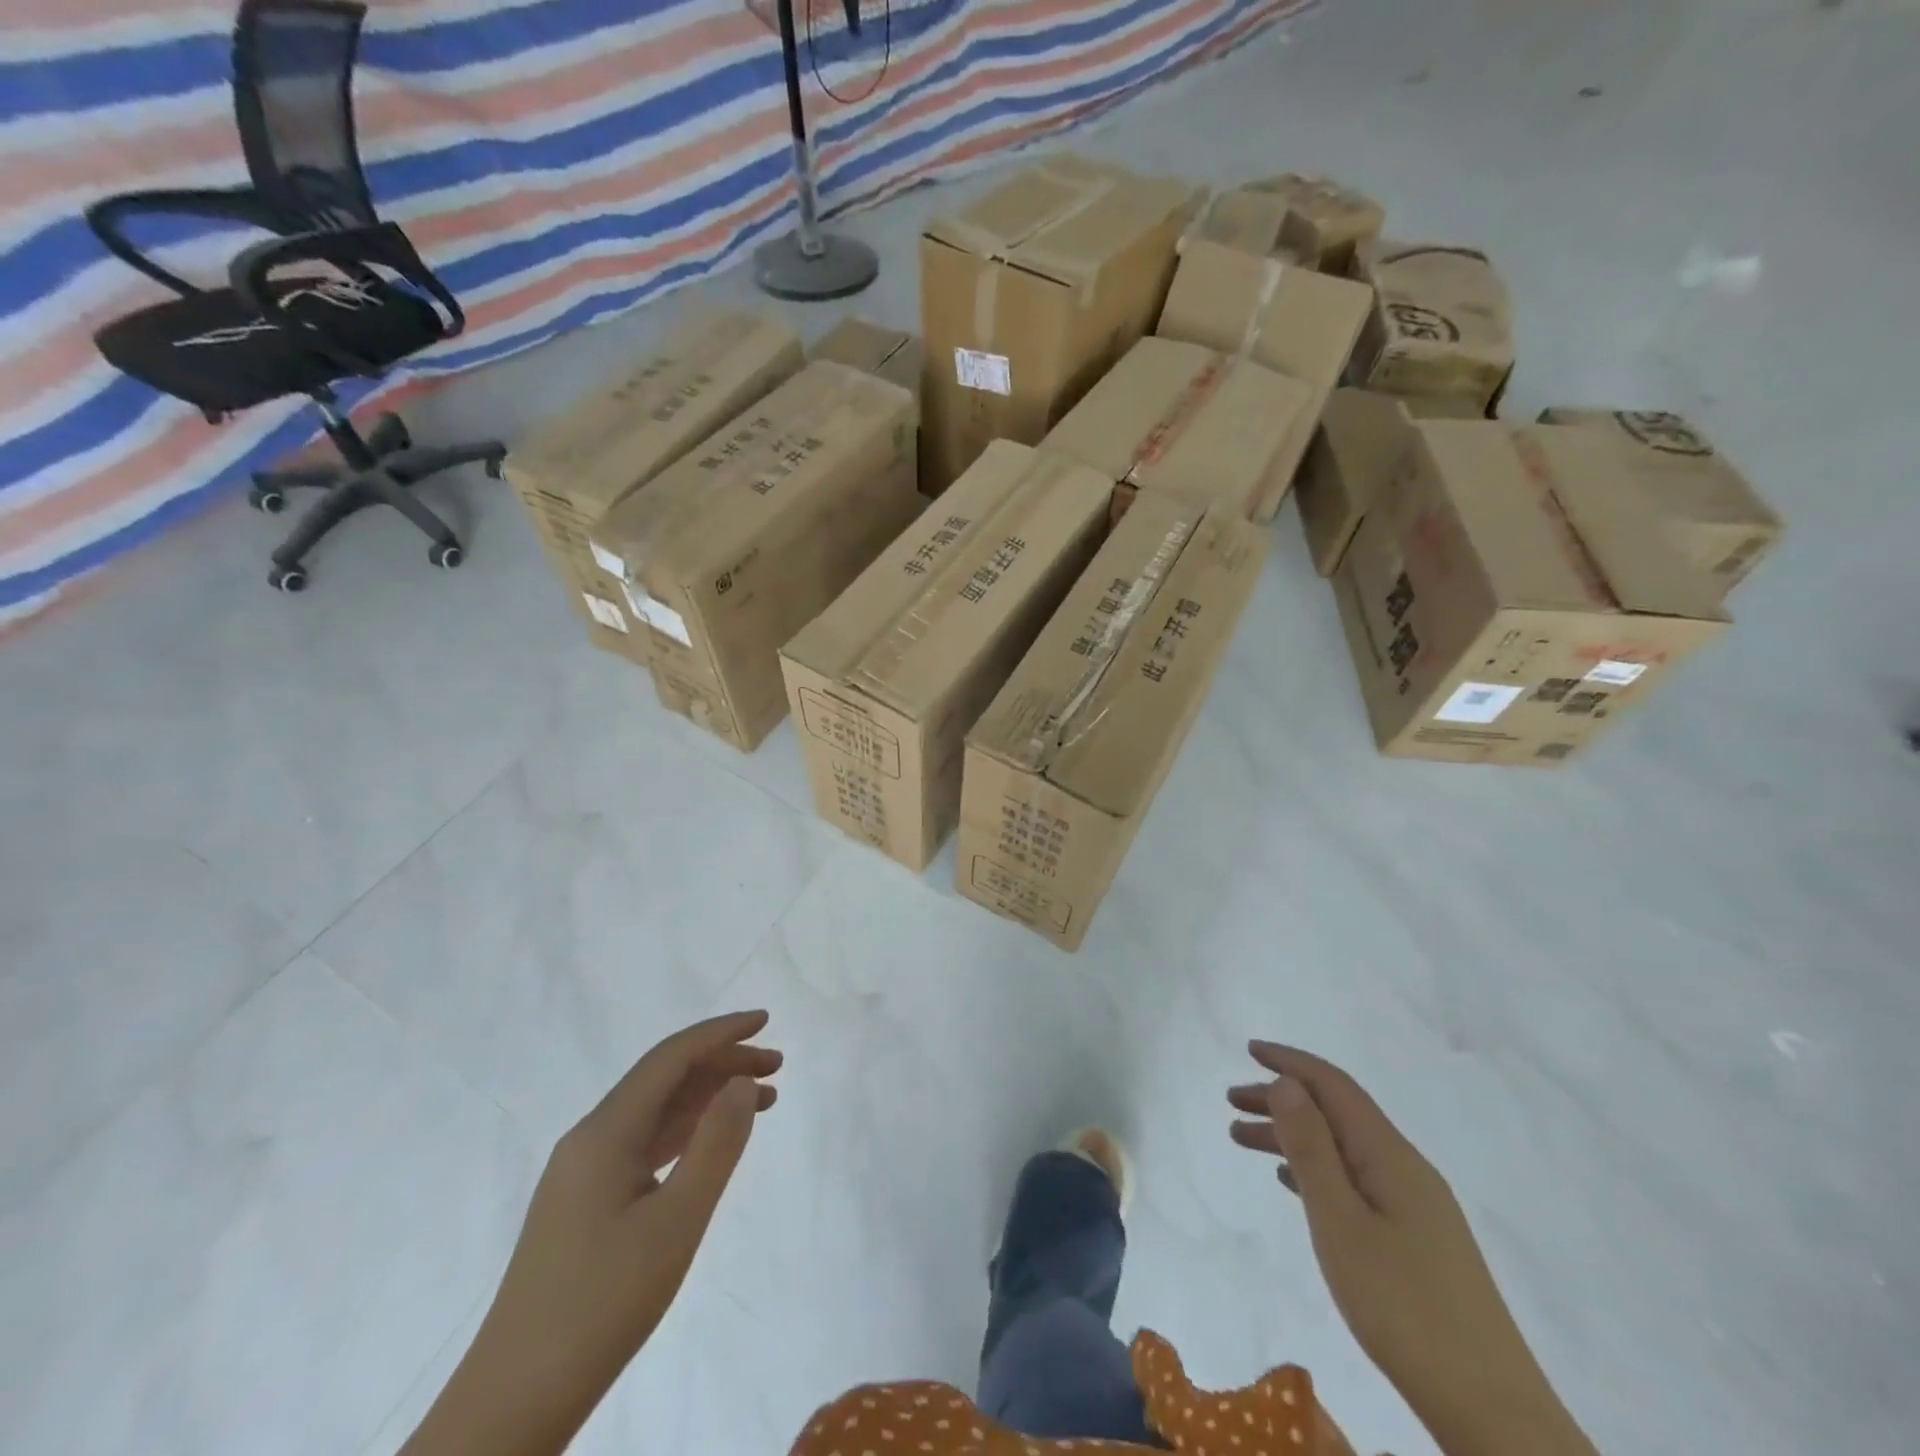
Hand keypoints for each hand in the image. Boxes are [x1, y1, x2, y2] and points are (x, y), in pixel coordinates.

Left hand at [403, 1011, 779, 1455]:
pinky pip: (646, 1144)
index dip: (720, 1033)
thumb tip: (742, 1080)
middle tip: (778, 1067)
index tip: (765, 1021)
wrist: (515, 1401)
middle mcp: (591, 1138)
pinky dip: (688, 1132)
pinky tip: (713, 1143)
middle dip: (722, 1063)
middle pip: (665, 1079)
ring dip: (709, 1097)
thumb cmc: (602, 1304)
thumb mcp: (676, 1221)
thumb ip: (715, 1143)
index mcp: (606, 1131)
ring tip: (763, 1099)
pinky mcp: (586, 1202)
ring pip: (657, 1112)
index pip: (671, 1058)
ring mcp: (584, 1172)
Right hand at [1229, 1043, 1595, 1455]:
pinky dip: (1315, 1169)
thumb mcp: (1340, 1221)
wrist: (1492, 1412)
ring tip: (1241, 1139)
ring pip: (1342, 1148)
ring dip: (1292, 1136)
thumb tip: (1288, 1083)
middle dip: (1281, 1099)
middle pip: (1336, 1113)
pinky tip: (1291, 1182)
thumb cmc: (1403, 1307)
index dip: (1290, 1062)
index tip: (1248, 1049)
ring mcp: (1415, 1206)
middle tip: (1230, 1101)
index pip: (1334, 1086)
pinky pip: (1354, 1180)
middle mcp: (1405, 1168)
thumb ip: (1311, 1148)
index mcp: (1390, 1155)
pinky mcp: (1417, 1240)